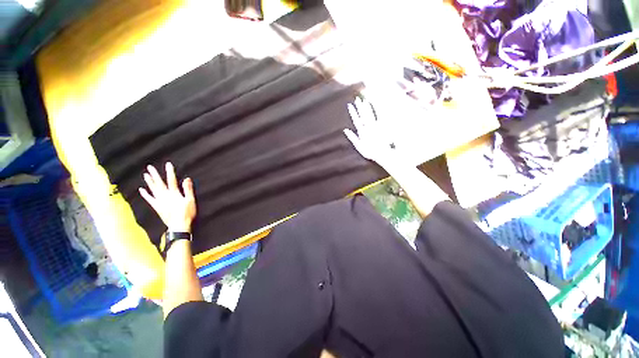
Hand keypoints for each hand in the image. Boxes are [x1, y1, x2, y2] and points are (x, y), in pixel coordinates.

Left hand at [139, 162, 195, 232]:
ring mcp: (159, 201)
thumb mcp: (191, 200)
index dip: (170, 172)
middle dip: (155, 175)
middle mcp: (165, 196)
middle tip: (149, 167)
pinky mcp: (157, 207)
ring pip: (153, 189)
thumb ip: (188, 189)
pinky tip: (141, 189)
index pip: (172, 180)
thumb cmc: (187, 213)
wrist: (179, 225)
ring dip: (149, 182)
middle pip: (159, 183)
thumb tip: (187, 178)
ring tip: (145, 175)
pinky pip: (149, 199)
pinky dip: (145, 194)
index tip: (168, 164)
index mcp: (174, 194)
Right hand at [344, 97, 399, 167]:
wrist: (382, 153)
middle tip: (357, 99)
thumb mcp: (358, 146)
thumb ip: (352, 137)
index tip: (350, 105)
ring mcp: (374, 126)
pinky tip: (373, 107)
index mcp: (361, 132)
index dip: (353, 112)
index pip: (356, 119)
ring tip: (364, 100)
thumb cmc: (369, 151)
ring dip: (366, 107)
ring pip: (370, 114)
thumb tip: (345, 130)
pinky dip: (375, 111)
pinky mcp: (381, 127)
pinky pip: (377, 117)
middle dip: (359, 106)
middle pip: (363, 115)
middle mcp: (368, 127)